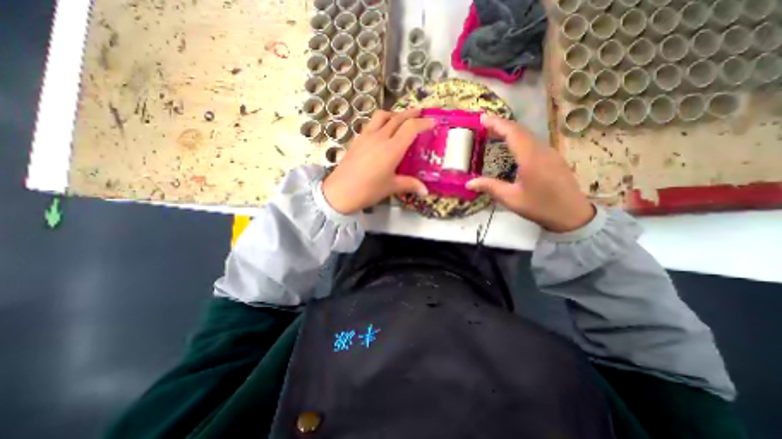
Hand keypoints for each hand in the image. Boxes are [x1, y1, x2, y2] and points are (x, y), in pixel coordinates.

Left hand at [323, 108, 433, 213]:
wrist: (339, 192)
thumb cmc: (368, 190)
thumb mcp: (391, 187)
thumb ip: (410, 185)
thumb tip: (425, 191)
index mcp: (392, 149)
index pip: (410, 128)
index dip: (423, 122)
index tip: (432, 121)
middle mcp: (379, 137)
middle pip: (397, 118)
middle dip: (410, 113)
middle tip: (419, 112)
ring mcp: (365, 137)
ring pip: (381, 116)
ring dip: (393, 114)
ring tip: (399, 118)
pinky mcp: (356, 140)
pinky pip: (370, 124)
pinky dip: (380, 122)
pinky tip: (381, 131)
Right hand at [463, 115, 593, 232]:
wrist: (572, 215)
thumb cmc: (540, 206)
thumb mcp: (511, 199)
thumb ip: (490, 187)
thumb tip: (469, 183)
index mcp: (531, 158)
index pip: (513, 133)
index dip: (497, 123)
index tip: (483, 118)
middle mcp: (541, 150)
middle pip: (521, 130)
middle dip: (502, 125)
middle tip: (485, 124)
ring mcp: (550, 153)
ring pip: (528, 135)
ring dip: (511, 131)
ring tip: (495, 133)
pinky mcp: (553, 158)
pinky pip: (533, 142)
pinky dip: (519, 138)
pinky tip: (512, 146)